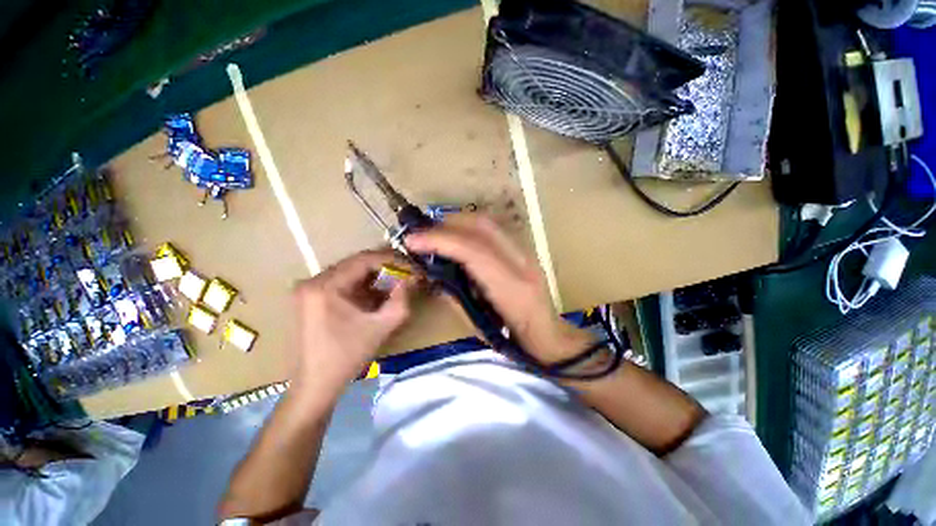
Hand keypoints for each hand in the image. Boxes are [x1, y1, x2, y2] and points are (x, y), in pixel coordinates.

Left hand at [290, 250, 413, 395]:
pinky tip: (377, 294)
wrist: (315, 385)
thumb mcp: (381, 327)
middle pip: (355, 263)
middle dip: (385, 267)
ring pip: (350, 271)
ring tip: (395, 283)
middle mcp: (312, 281)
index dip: (391, 260)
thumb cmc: (347, 357)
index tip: (411, 267)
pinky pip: (342, 282)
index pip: (363, 259)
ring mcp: (309, 289)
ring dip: (374, 275)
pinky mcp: (311, 298)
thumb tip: (411, 279)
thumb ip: (401, 300)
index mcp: (325, 286)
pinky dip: (363, 285)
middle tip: (406, 273)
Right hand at [405, 214, 591, 363]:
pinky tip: (458, 236)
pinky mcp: (525, 250)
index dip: (440, 241)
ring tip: (437, 233)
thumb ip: (453, 296)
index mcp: (511, 289)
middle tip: (422, 235)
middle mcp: (522, 263)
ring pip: (489, 223)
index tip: (412, 241)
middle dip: (446, 225)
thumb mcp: (477, 327)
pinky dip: (471, 227)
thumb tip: (432, 271)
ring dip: (458, 222)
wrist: (550, 336)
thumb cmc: (513, 342)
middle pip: (482, 227)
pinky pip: (494, 229)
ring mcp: (527, 253)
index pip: (473, 251)